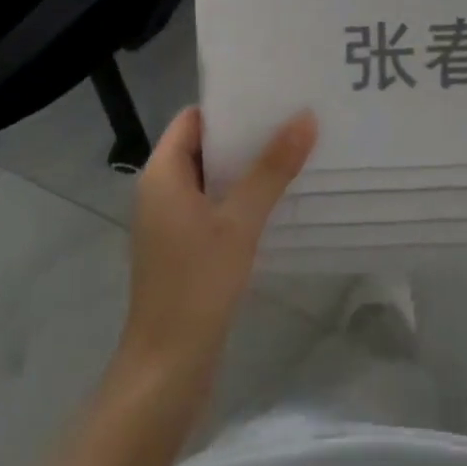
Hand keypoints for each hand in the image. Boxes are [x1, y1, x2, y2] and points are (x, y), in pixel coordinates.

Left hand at [117, 107, 317, 400]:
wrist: (167, 372)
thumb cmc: (196, 286)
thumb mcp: (239, 222)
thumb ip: (271, 169)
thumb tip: (304, 117)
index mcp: (162, 174)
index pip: (193, 118)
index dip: (229, 103)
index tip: (271, 92)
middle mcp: (162, 191)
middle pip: (205, 145)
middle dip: (246, 133)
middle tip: (294, 116)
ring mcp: (172, 222)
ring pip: (213, 177)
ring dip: (248, 166)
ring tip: (295, 148)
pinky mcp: (185, 248)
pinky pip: (215, 205)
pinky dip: (242, 196)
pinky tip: (279, 196)